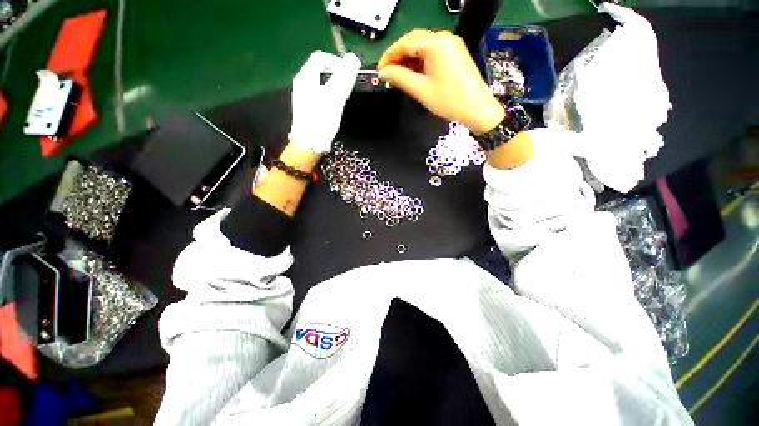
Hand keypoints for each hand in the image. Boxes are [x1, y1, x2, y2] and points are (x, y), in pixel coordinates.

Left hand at [290, 51, 360, 153]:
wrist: (309, 145)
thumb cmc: (321, 121)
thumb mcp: (335, 98)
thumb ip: (344, 77)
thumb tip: (353, 58)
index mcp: (306, 77)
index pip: (321, 57)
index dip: (337, 62)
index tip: (349, 74)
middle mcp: (301, 83)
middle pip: (321, 70)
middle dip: (337, 75)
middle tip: (347, 88)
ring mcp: (303, 96)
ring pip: (321, 83)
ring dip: (334, 87)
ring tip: (343, 99)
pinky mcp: (306, 108)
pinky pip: (319, 95)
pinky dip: (329, 96)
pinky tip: (334, 109)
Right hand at [377, 30, 504, 134]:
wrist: (477, 109)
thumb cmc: (449, 100)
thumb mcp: (421, 90)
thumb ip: (400, 77)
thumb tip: (384, 72)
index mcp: (436, 43)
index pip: (406, 42)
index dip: (390, 55)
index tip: (380, 69)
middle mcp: (445, 38)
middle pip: (415, 42)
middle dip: (399, 57)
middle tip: (388, 74)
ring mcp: (452, 45)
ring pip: (423, 48)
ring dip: (409, 60)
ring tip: (399, 77)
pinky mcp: (455, 54)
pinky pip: (433, 53)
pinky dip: (421, 62)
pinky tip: (414, 74)